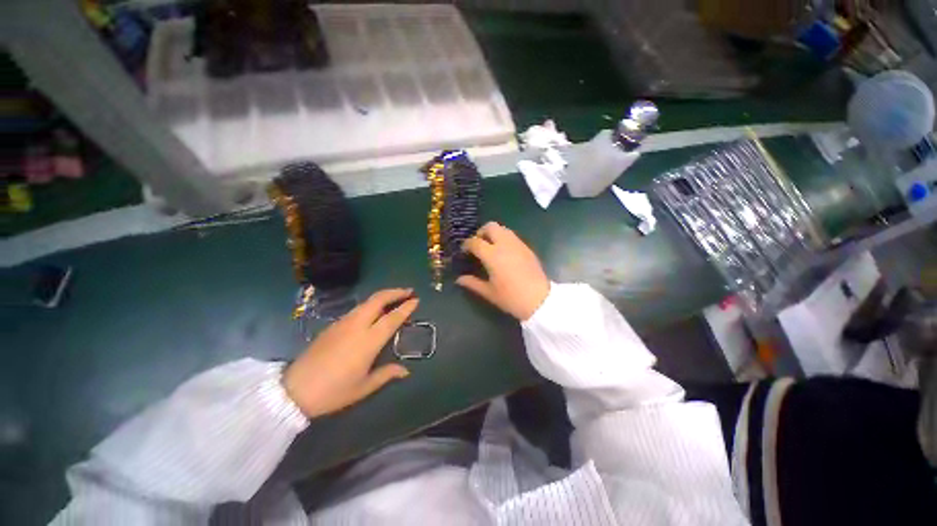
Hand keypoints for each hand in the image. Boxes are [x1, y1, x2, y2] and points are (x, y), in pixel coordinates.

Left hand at [283, 289, 417, 417]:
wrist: (293, 390)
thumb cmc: (333, 392)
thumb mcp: (363, 387)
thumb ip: (386, 374)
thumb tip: (405, 370)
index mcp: (368, 341)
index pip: (392, 318)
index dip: (406, 307)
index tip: (416, 300)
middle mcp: (357, 326)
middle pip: (378, 300)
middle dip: (395, 292)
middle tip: (409, 291)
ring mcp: (343, 323)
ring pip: (366, 302)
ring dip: (383, 296)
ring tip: (394, 298)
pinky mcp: (333, 325)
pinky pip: (357, 309)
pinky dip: (371, 305)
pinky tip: (374, 312)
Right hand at [457, 222, 549, 320]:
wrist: (539, 300)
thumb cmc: (511, 297)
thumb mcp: (489, 292)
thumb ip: (472, 283)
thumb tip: (459, 279)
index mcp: (492, 255)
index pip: (475, 242)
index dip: (467, 244)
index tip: (464, 250)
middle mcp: (505, 244)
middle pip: (490, 227)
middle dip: (481, 232)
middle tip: (478, 245)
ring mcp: (518, 244)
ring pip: (503, 229)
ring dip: (493, 234)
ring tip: (490, 247)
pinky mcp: (527, 248)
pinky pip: (512, 236)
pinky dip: (504, 238)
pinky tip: (504, 253)